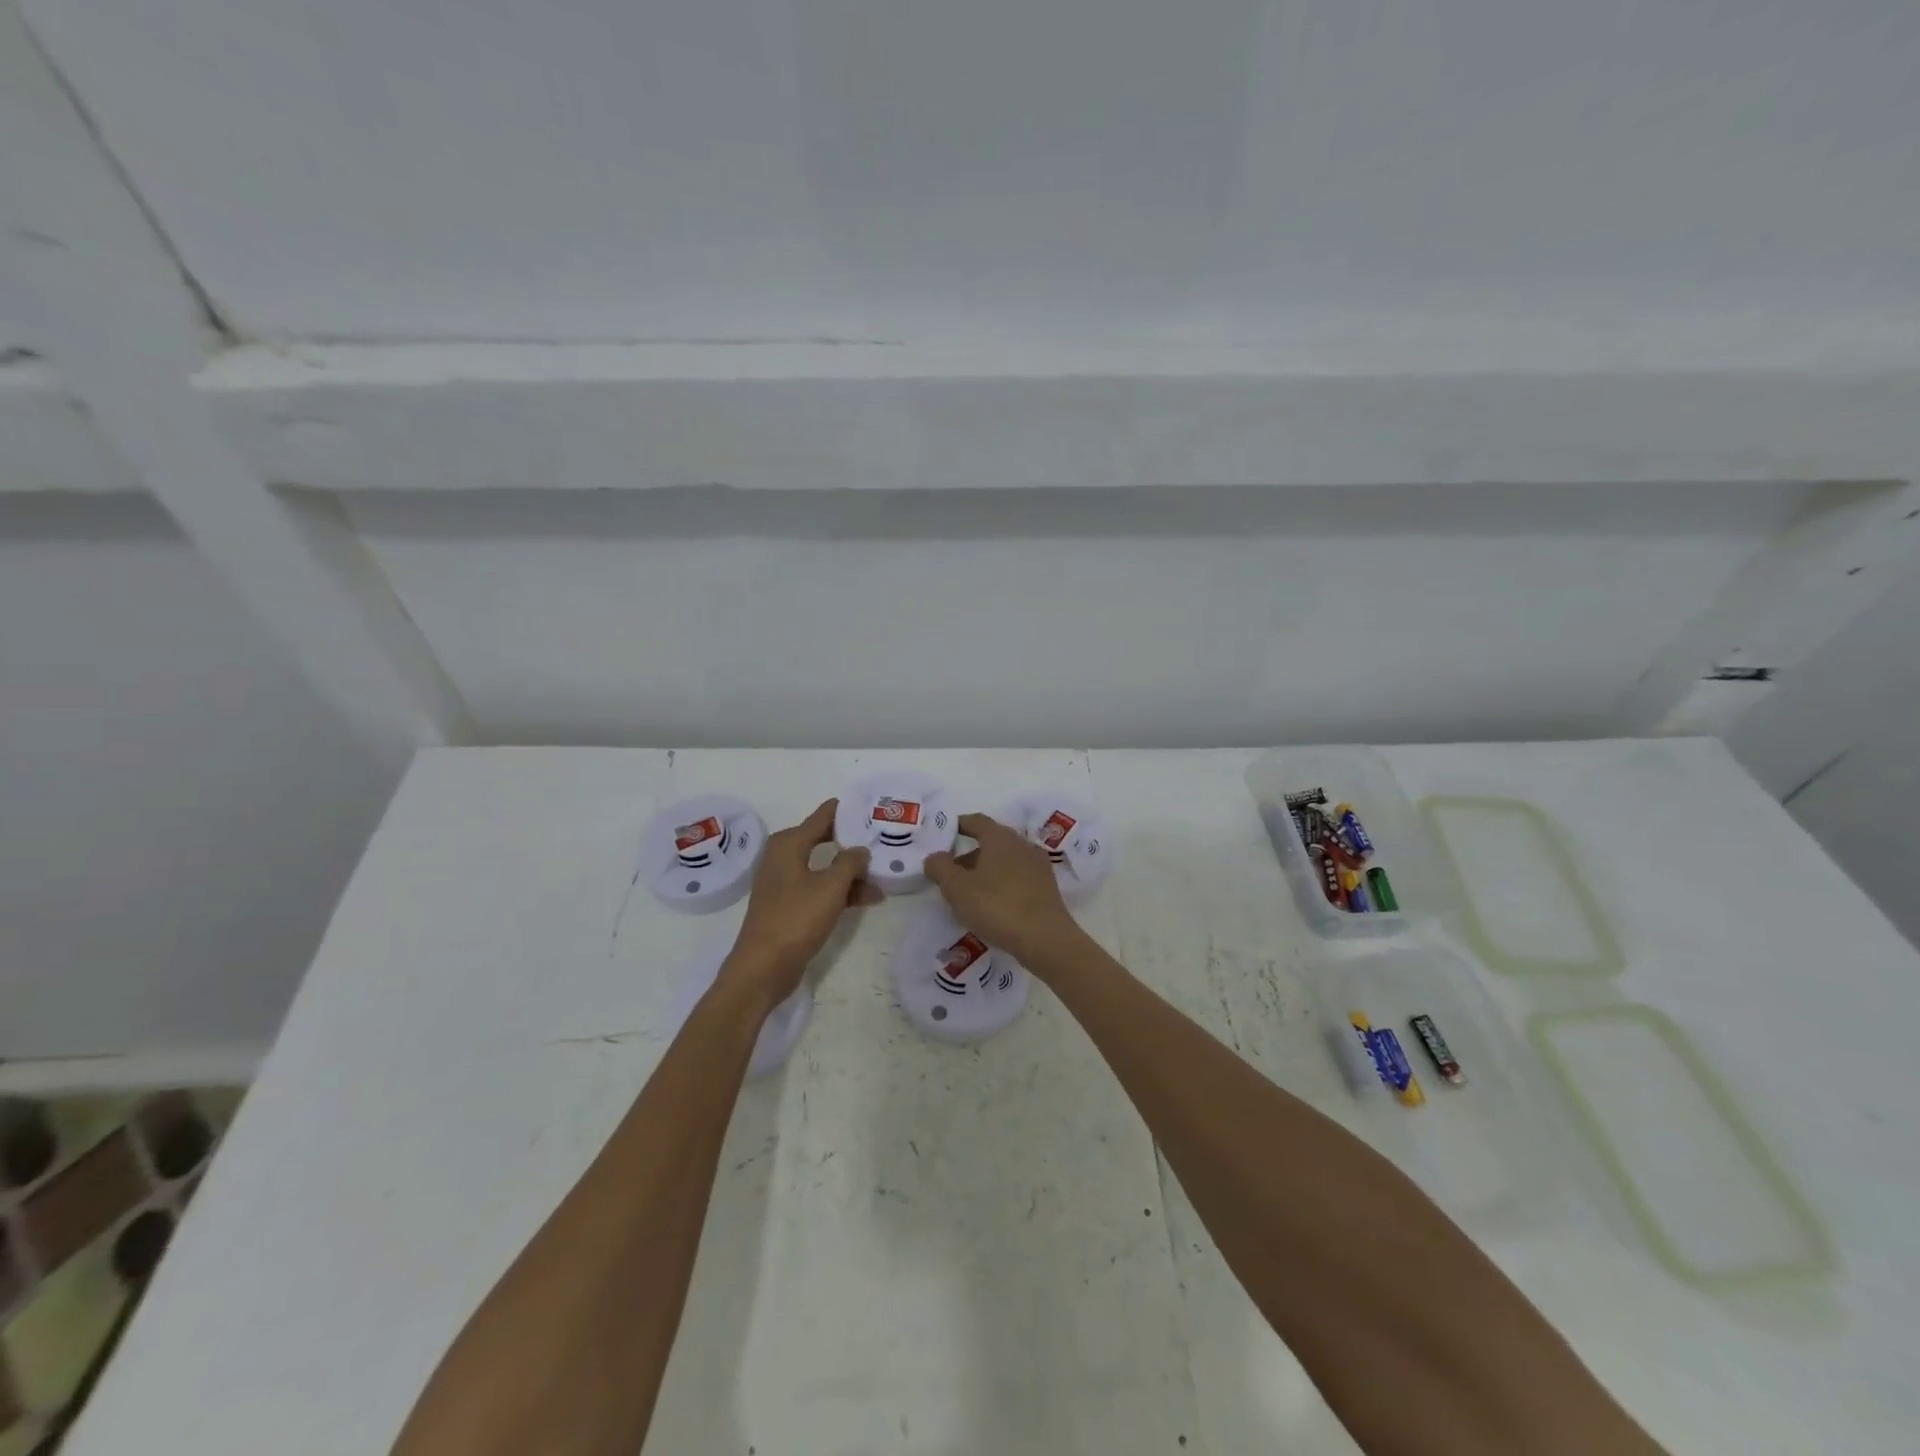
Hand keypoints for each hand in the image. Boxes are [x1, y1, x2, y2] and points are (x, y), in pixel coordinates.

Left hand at [722, 800, 878, 1005]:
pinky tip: (868, 899)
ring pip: (824, 868)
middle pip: (824, 840)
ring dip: (851, 873)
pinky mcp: (790, 906)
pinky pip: (820, 889)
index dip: (846, 810)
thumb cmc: (796, 918)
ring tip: (883, 876)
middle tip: (881, 838)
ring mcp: (785, 883)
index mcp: (789, 844)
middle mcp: (784, 858)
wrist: (763, 967)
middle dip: (852, 841)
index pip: (822, 816)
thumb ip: (850, 862)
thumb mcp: (831, 887)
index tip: (870, 805)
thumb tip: (859, 849)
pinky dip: (841, 891)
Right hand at [924, 813, 1083, 970]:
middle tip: (950, 873)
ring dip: (985, 871)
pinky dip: (1001, 884)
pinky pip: (1017, 878)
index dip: (958, 825)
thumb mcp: (957, 888)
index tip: (944, 835)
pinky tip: (992, 905)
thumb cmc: (997, 906)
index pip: (976, 821)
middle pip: (991, 841)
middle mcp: (1021, 844)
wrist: (1045, 938)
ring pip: (1005, 861)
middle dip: (969, 854)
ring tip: (968, 894)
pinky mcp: (1047, 887)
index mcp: (1000, 837)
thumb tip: (935, 856)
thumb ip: (940, 868)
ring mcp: (1037, 865)